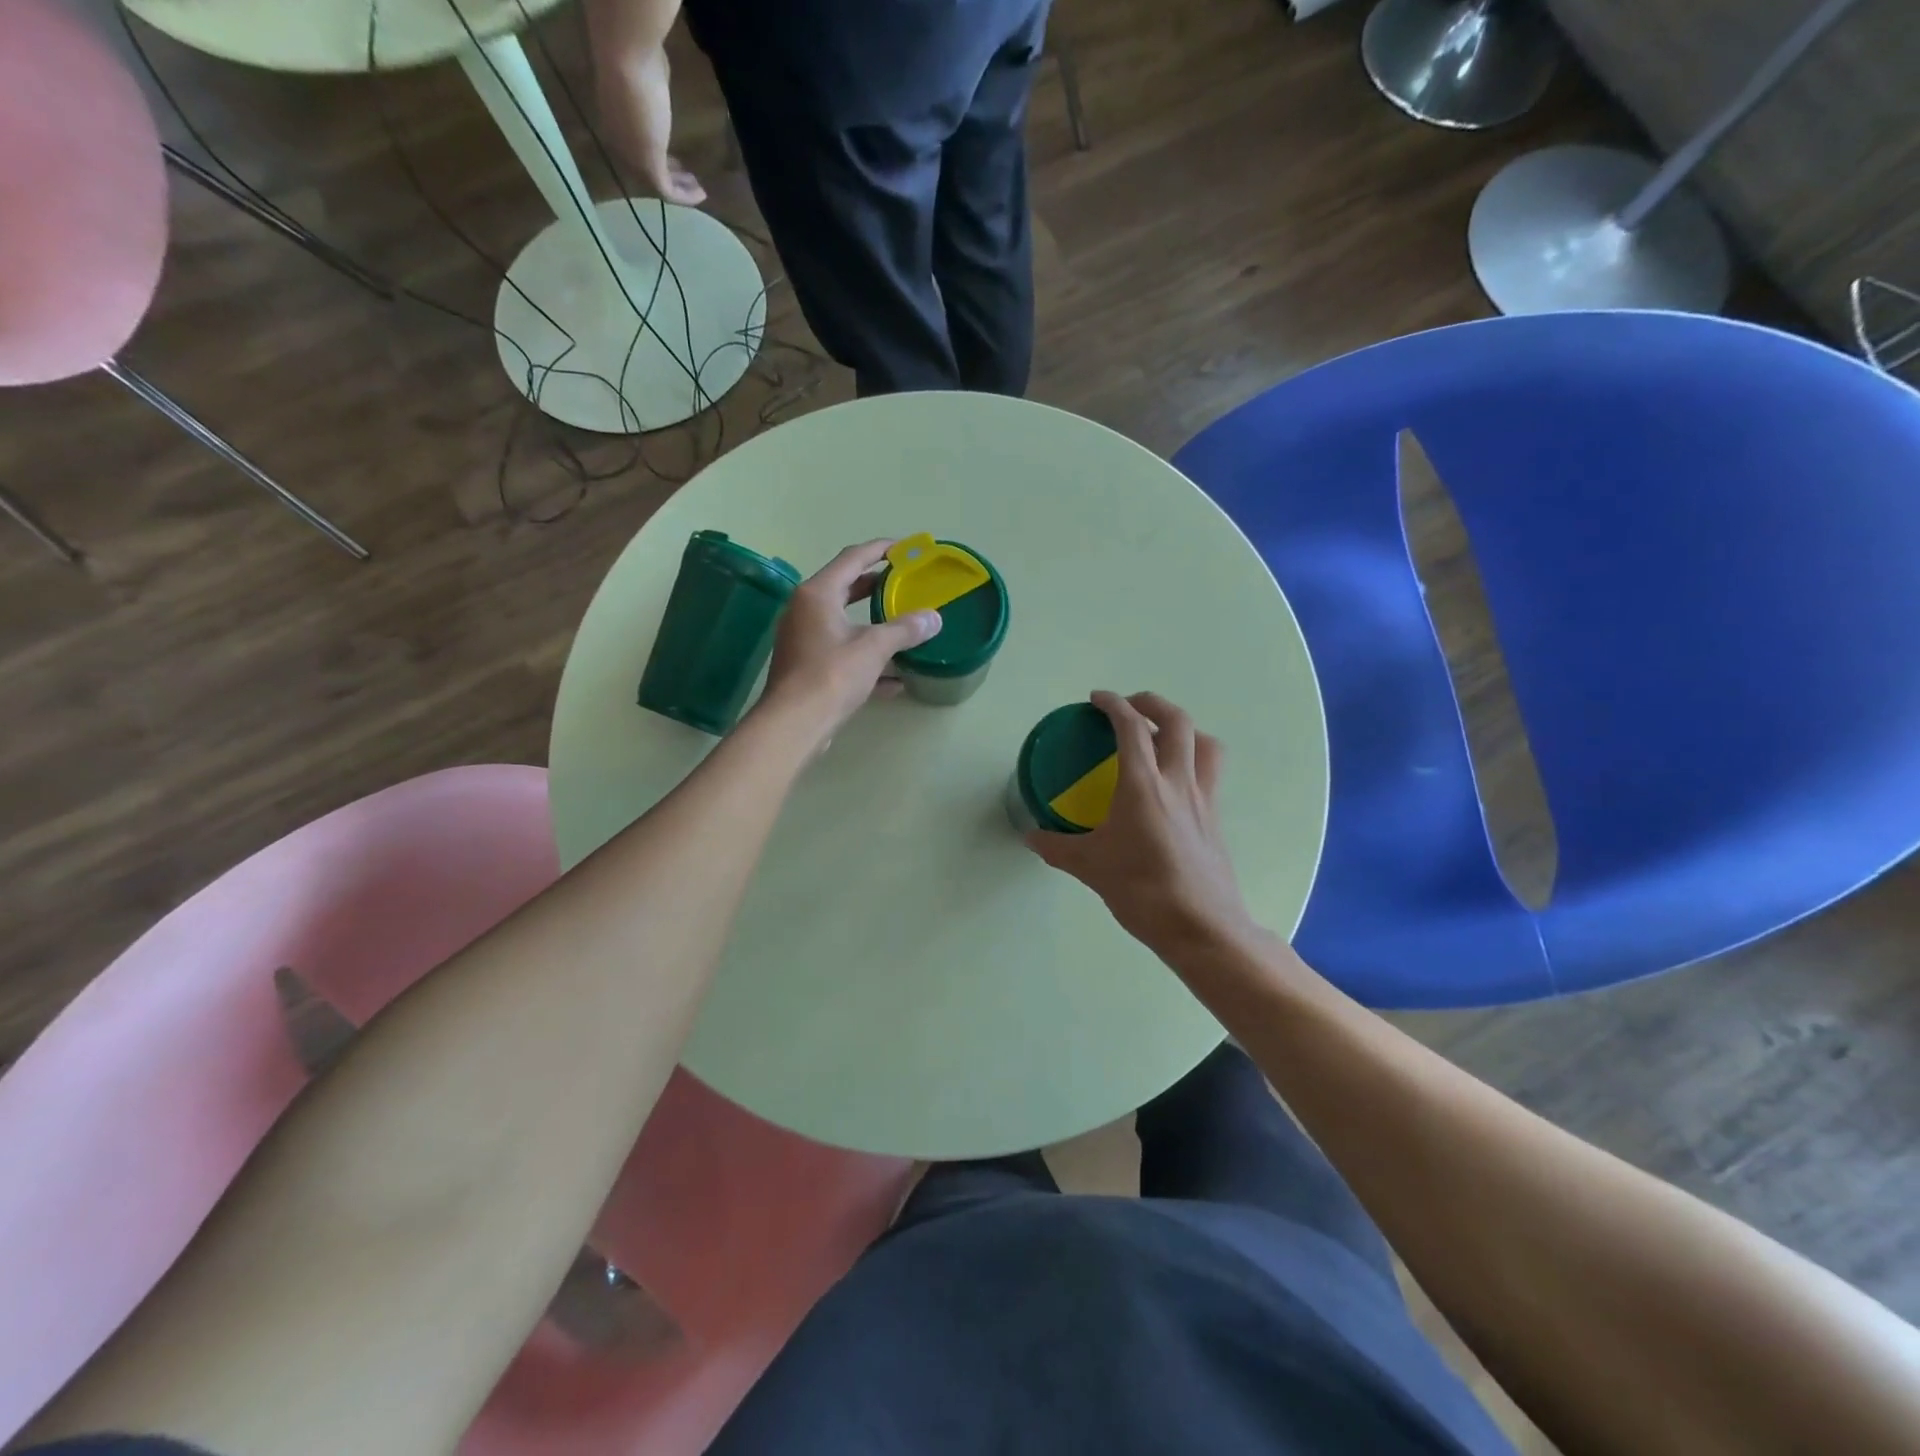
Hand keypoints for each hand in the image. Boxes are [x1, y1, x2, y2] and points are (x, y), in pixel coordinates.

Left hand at [597, 45, 705, 205]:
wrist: (628, 58)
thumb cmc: (637, 60)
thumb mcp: (646, 77)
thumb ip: (651, 88)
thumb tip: (658, 86)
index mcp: (616, 122)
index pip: (638, 150)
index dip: (660, 158)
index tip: (680, 163)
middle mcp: (622, 142)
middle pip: (647, 169)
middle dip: (671, 175)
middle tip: (691, 178)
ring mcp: (634, 156)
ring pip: (657, 182)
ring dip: (680, 188)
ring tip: (698, 187)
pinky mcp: (649, 166)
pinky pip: (668, 191)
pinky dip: (685, 197)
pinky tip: (702, 194)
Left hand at [757, 540, 941, 750]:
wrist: (795, 724)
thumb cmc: (831, 675)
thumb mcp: (874, 648)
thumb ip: (905, 629)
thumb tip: (934, 618)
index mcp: (818, 594)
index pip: (852, 558)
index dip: (881, 549)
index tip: (906, 548)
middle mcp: (806, 610)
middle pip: (846, 587)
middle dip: (877, 585)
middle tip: (905, 583)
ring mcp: (805, 639)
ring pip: (845, 622)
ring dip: (874, 624)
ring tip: (905, 623)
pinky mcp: (808, 667)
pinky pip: (843, 652)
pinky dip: (867, 658)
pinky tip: (896, 678)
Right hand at [1027, 692, 1256, 956]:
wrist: (1200, 926)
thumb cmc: (1141, 891)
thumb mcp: (1090, 867)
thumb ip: (1057, 847)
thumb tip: (1031, 836)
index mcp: (1143, 785)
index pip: (1131, 728)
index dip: (1113, 705)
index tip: (1097, 699)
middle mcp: (1178, 781)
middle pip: (1177, 722)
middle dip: (1152, 703)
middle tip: (1130, 706)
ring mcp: (1204, 799)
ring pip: (1205, 743)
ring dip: (1184, 728)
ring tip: (1162, 736)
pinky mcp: (1216, 818)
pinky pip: (1210, 772)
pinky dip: (1194, 759)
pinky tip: (1175, 782)